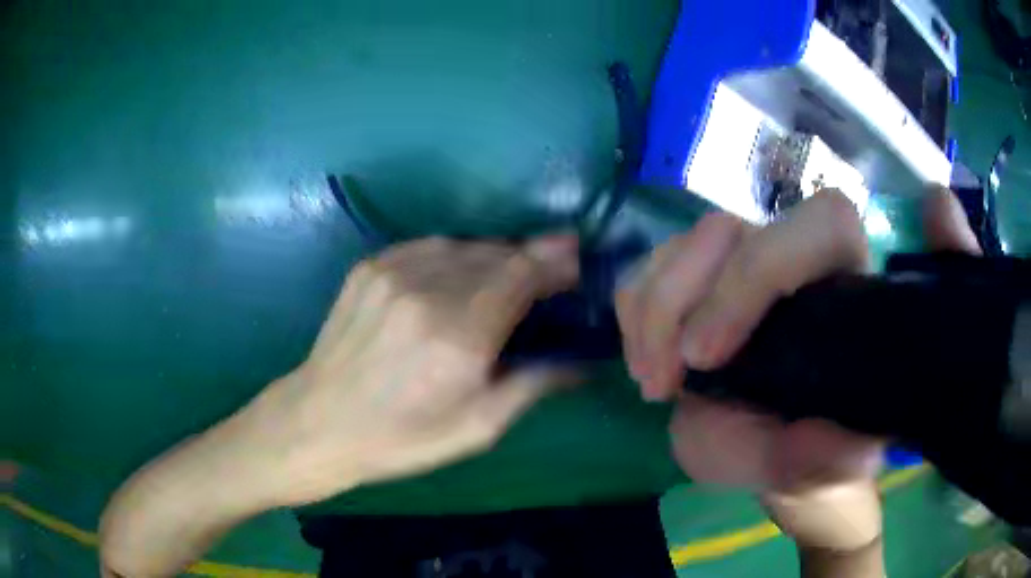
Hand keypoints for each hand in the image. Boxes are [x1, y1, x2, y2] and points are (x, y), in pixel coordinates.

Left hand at [100, 235, 579, 576]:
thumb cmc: (401, 438)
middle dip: (531, 257)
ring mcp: (393, 272)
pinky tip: (458, 278)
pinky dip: (455, 256)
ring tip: (506, 277)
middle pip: (497, 253)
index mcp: (459, 337)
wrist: (318, 423)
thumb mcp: (477, 429)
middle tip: (550, 272)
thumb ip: (534, 385)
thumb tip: (582, 361)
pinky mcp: (370, 267)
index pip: (522, 273)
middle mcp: (428, 292)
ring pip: (464, 246)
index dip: (555, 262)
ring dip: (494, 256)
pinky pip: (429, 247)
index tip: (575, 262)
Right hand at [615, 187, 979, 552]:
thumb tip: (846, 448)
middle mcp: (795, 258)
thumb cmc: (803, 451)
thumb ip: (821, 459)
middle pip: (726, 231)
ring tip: (653, 380)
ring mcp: (744, 262)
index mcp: (845, 287)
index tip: (705, 358)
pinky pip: (650, 267)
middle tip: (662, 381)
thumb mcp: (811, 468)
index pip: (820, 226)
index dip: (757, 274)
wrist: (775, 448)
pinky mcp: (701, 277)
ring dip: (649, 314)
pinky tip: (646, 360)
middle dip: (677, 305)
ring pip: (680, 245)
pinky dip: (635, 312)